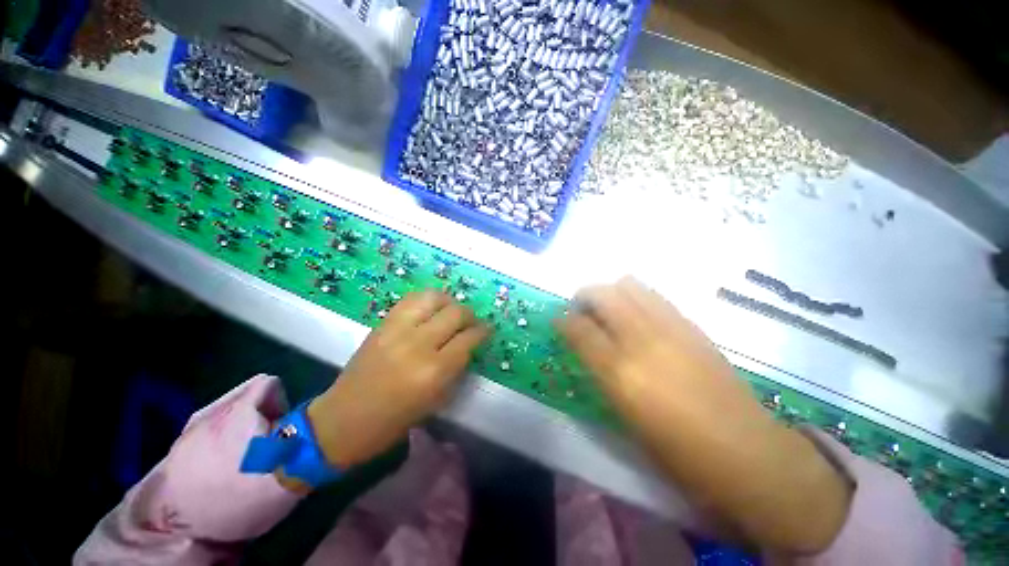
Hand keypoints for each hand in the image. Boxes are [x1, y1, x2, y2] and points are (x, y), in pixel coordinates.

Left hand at [307, 291, 489, 469]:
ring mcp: (397, 330)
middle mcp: (418, 344)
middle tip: (472, 322)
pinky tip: (432, 308)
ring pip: (434, 298)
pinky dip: (427, 299)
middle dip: (470, 315)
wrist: (344, 419)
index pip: (469, 339)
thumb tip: (469, 343)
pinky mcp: (382, 323)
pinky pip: (411, 299)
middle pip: (455, 313)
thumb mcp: (436, 399)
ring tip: (452, 311)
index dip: (483, 331)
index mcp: (434, 371)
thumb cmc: (395, 420)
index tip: (487, 330)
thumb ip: (456, 367)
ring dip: (450, 302)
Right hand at [557, 277, 851, 553]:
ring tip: (609, 308)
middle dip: (584, 296)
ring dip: (610, 292)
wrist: (747, 452)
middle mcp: (641, 340)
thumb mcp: (624, 417)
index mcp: (620, 372)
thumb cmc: (677, 450)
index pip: (578, 328)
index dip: (562, 320)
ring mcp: (670, 328)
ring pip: (629, 286)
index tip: (558, 320)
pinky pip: (655, 296)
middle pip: (602, 294)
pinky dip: (636, 297)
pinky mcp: (692, 325)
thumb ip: (601, 374)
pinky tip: (638, 315)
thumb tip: (585, 347)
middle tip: (581, 310)